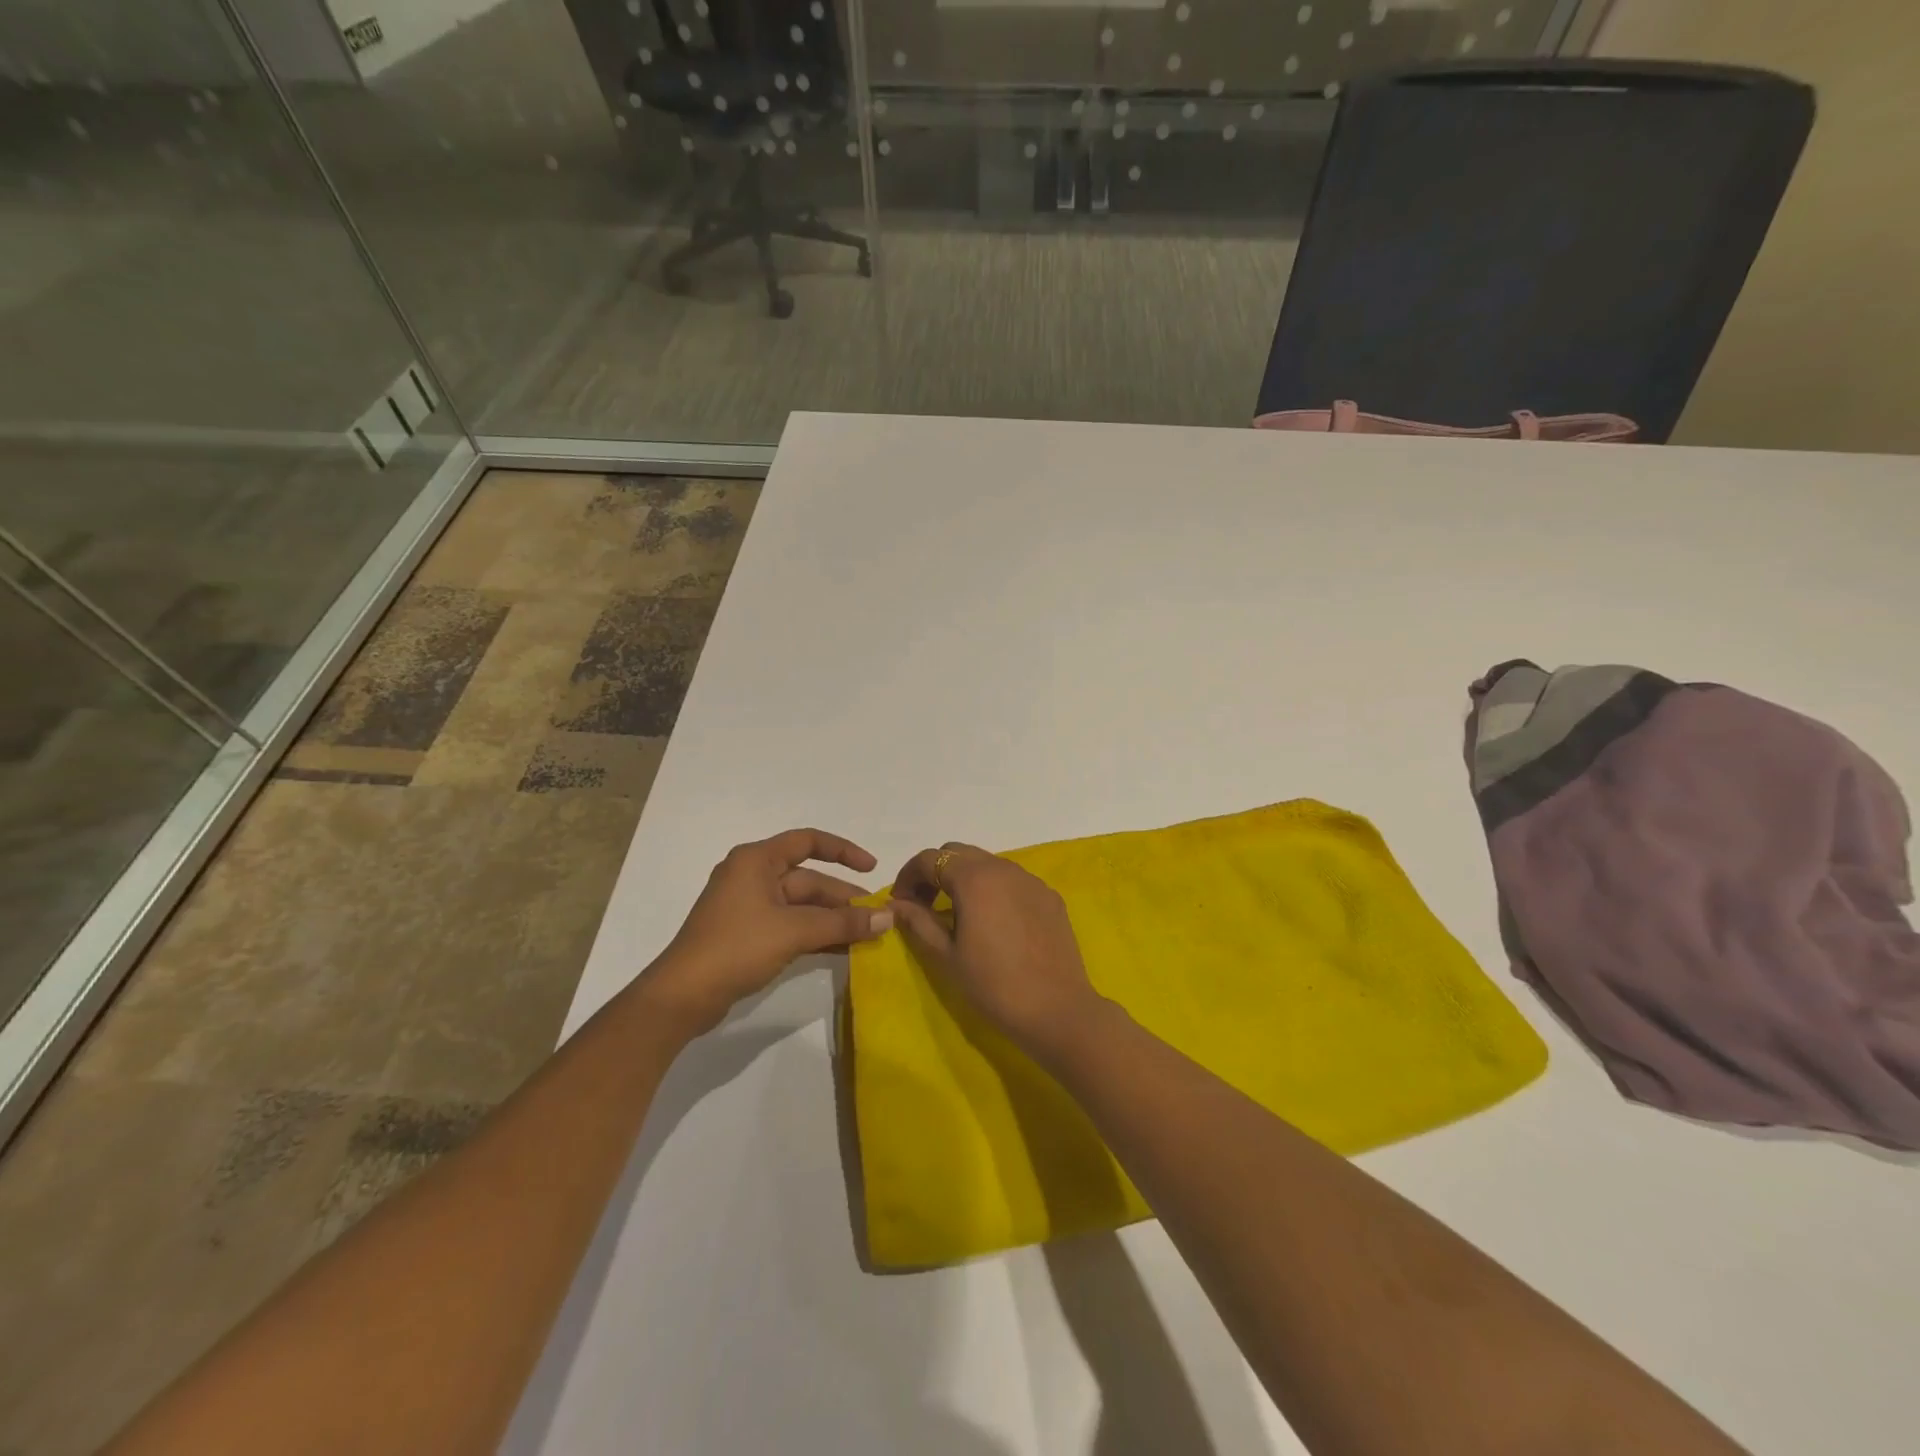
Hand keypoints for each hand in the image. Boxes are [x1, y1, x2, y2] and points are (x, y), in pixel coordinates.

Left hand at [645, 828, 892, 1033]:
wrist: (683, 996)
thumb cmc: (737, 947)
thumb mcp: (795, 931)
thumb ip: (843, 923)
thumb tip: (888, 917)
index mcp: (756, 860)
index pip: (808, 841)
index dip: (843, 851)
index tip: (872, 869)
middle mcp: (753, 876)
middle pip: (808, 879)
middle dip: (843, 898)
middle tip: (877, 918)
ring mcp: (749, 907)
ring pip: (802, 906)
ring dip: (833, 919)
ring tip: (868, 935)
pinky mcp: (748, 935)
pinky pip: (792, 926)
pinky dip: (816, 934)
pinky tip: (843, 949)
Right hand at [887, 843, 1103, 1051]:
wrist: (1057, 1010)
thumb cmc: (993, 985)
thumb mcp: (946, 955)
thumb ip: (918, 921)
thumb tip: (895, 904)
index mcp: (974, 878)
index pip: (930, 859)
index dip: (908, 876)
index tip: (900, 904)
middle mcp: (1004, 868)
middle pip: (958, 853)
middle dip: (935, 872)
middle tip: (924, 905)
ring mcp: (1031, 880)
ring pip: (987, 863)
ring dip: (964, 878)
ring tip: (957, 914)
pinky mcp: (1049, 896)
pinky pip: (1012, 880)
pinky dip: (993, 889)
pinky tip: (993, 922)